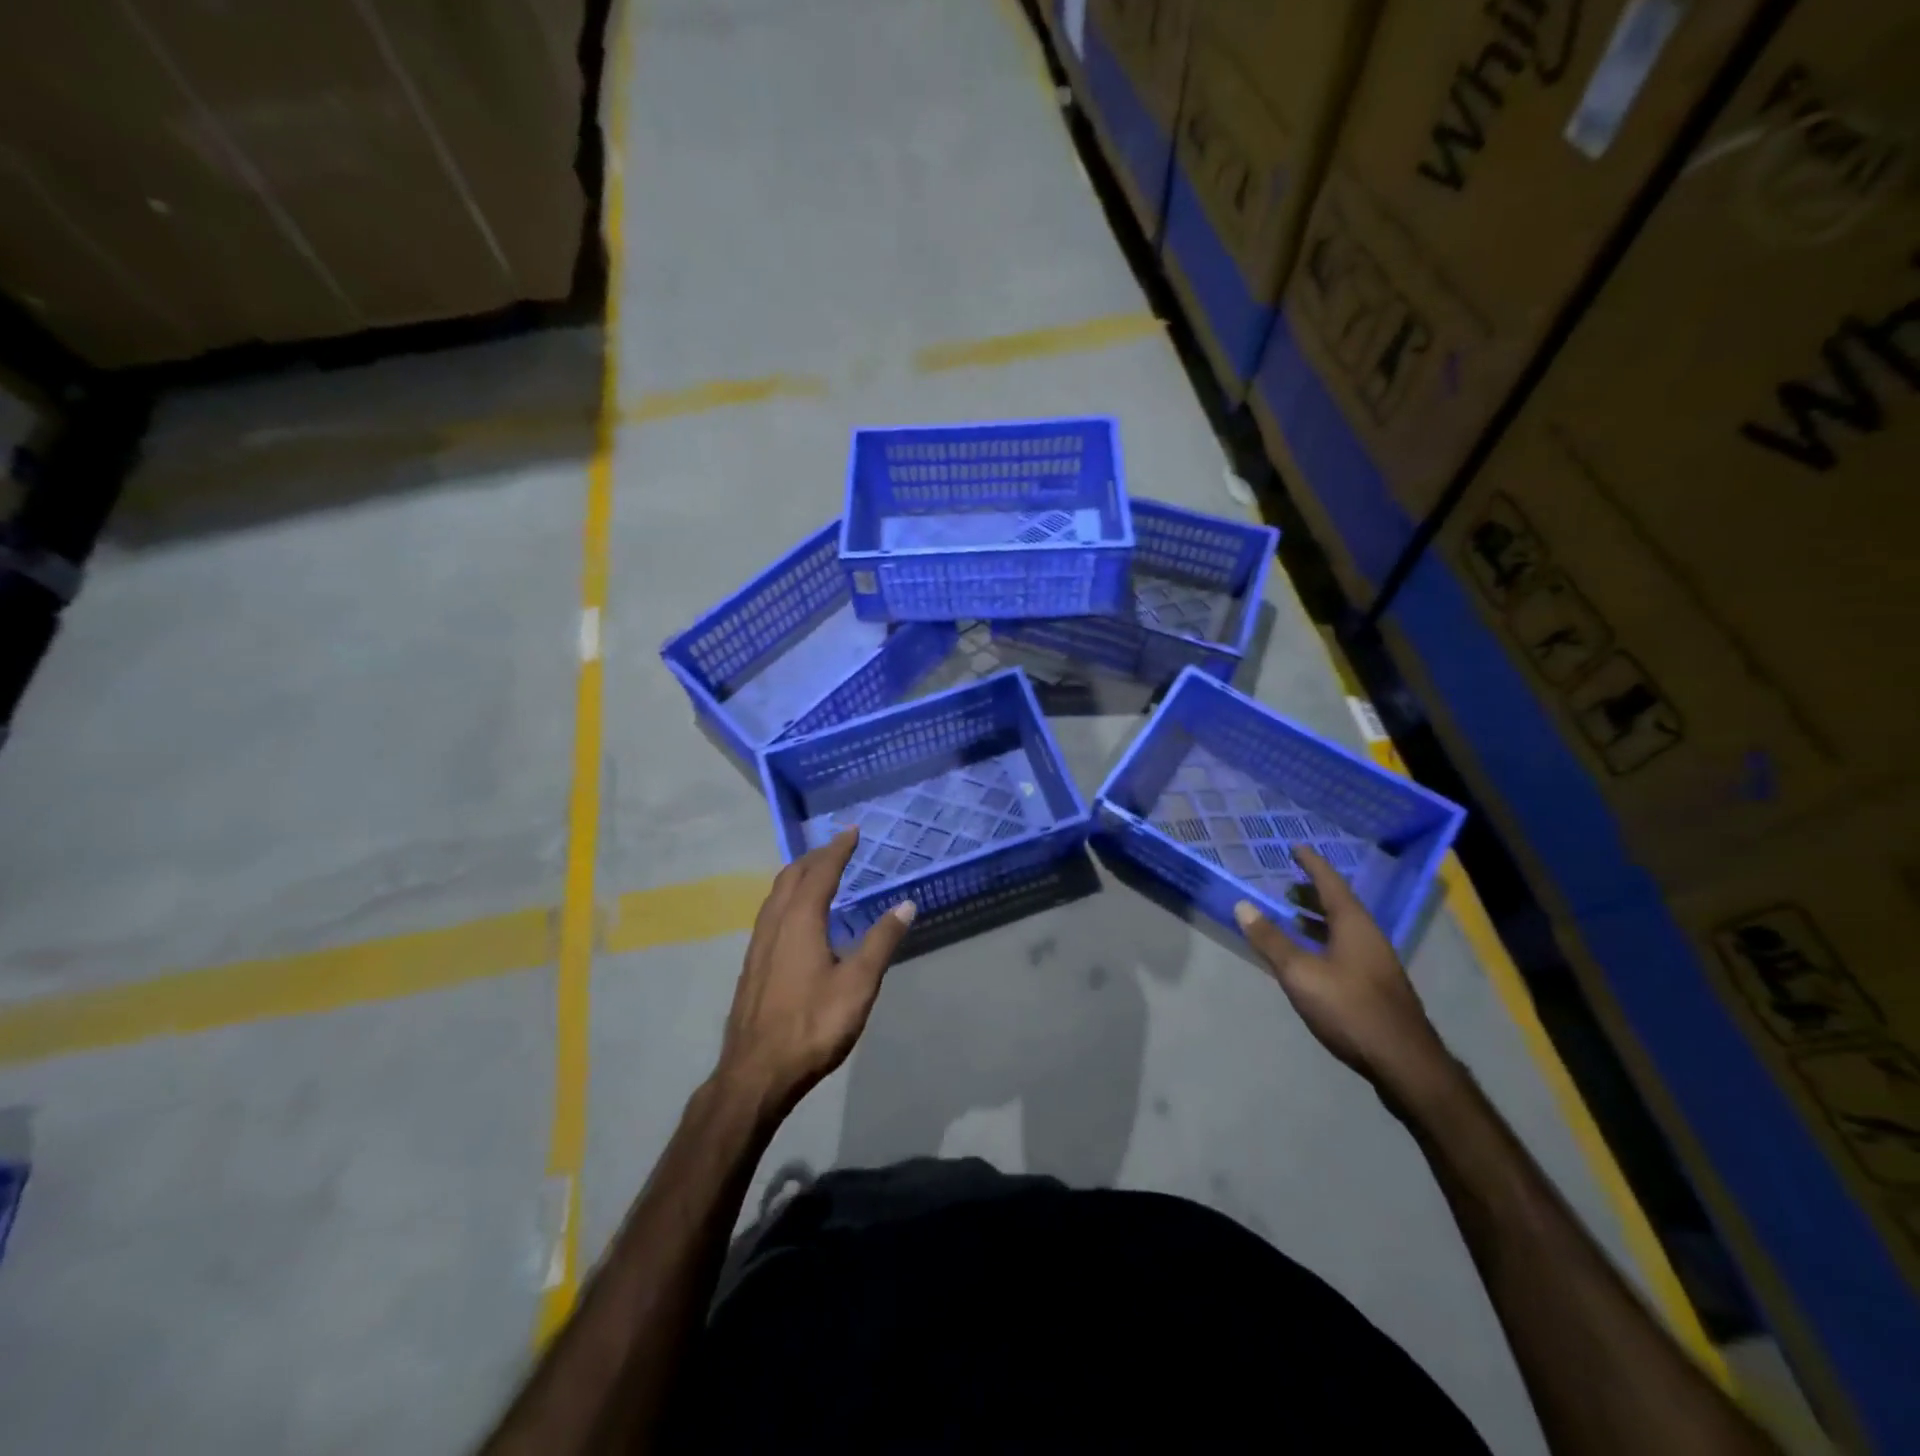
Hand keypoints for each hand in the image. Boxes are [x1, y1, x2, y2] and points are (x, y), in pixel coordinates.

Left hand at [716, 829, 914, 1114]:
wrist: (756, 1072)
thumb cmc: (812, 1025)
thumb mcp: (858, 984)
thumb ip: (881, 941)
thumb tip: (906, 904)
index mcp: (800, 920)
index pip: (821, 872)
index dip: (838, 849)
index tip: (852, 831)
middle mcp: (775, 923)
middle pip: (792, 876)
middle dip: (815, 857)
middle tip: (838, 847)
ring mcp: (759, 944)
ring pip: (776, 894)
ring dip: (798, 875)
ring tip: (817, 872)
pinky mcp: (752, 964)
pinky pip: (771, 913)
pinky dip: (788, 897)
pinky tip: (797, 917)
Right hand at [1234, 846, 1453, 1100]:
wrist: (1404, 1063)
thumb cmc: (1349, 1008)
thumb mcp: (1300, 973)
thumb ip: (1271, 940)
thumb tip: (1242, 905)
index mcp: (1354, 925)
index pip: (1331, 884)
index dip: (1312, 865)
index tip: (1297, 848)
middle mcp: (1369, 937)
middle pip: (1339, 905)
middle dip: (1313, 893)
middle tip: (1288, 884)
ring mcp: (1377, 963)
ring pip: (1344, 929)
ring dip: (1319, 919)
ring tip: (1293, 917)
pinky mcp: (1377, 986)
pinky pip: (1346, 948)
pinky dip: (1325, 941)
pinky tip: (1312, 957)